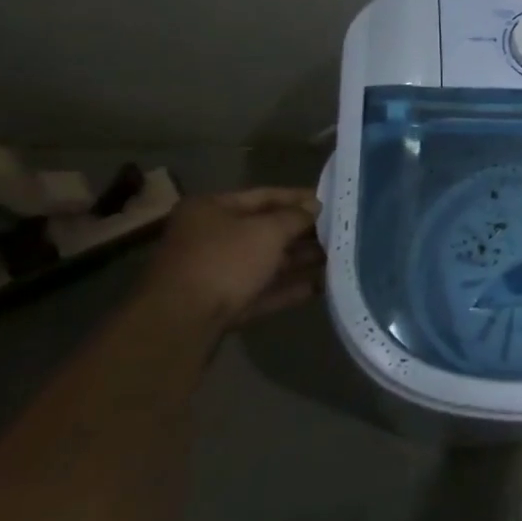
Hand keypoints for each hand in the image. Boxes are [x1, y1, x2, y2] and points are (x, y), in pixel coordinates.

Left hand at [140, 188, 323, 326]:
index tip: (332, 203)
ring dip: (300, 261)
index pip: (265, 195)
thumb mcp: (267, 231)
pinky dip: (289, 288)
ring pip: (266, 262)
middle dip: (303, 232)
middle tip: (340, 233)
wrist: (180, 324)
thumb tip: (315, 207)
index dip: (300, 198)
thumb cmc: (224, 262)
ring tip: (339, 258)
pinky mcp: (223, 305)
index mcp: (212, 209)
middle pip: (266, 230)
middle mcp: (210, 237)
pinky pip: (262, 290)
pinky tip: (321, 286)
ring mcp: (215, 273)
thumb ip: (295, 217)